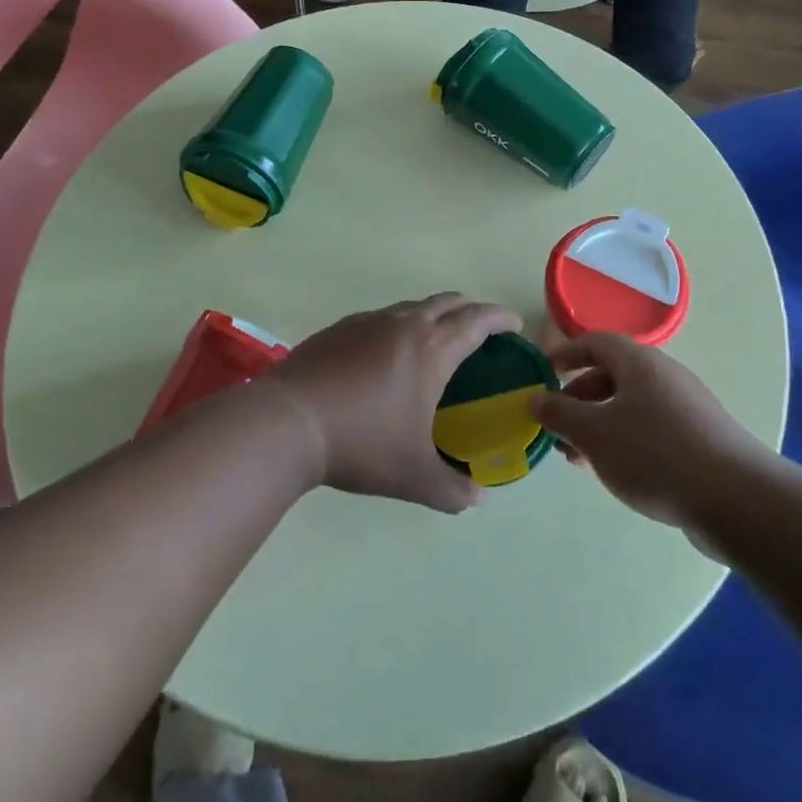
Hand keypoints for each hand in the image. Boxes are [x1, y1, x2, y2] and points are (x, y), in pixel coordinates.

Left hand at [269, 295, 520, 512]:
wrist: (288, 422)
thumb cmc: (361, 444)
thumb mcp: (414, 477)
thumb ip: (453, 490)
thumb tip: (478, 500)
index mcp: (432, 349)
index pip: (477, 320)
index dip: (500, 318)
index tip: (513, 325)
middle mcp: (404, 325)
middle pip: (448, 302)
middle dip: (470, 309)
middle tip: (480, 331)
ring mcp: (368, 322)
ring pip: (412, 306)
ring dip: (433, 315)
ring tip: (435, 341)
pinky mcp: (339, 328)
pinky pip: (381, 317)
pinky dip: (398, 325)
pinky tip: (386, 354)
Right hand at [534, 333, 761, 526]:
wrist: (736, 499)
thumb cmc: (655, 455)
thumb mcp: (594, 434)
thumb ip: (559, 414)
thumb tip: (535, 398)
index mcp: (639, 364)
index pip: (597, 342)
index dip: (567, 353)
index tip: (544, 373)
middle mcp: (664, 376)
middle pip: (613, 375)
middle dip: (579, 399)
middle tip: (557, 428)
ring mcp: (686, 408)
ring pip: (631, 406)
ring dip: (599, 425)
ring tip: (579, 459)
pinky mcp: (700, 439)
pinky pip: (651, 429)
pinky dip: (625, 441)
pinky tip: (617, 472)